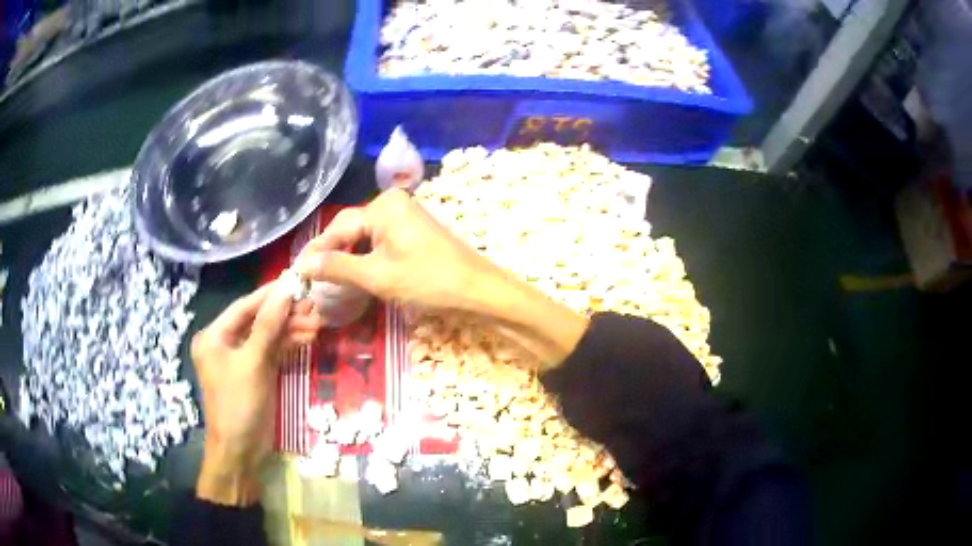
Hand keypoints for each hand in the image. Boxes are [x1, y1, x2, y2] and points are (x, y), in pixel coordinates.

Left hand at [191, 281, 311, 505]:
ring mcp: (242, 359)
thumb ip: (268, 325)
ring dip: (291, 330)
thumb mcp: (252, 363)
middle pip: (258, 321)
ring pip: (268, 336)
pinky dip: (289, 346)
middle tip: (313, 306)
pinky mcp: (256, 373)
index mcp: (214, 336)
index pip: (244, 307)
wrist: (241, 451)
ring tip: (317, 322)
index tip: (295, 280)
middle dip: (285, 314)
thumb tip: (285, 290)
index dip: (270, 294)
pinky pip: (273, 352)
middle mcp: (226, 343)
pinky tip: (308, 338)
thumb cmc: (238, 404)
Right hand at [294, 189, 588, 366]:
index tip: (297, 272)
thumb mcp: (377, 276)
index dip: (317, 251)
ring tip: (327, 279)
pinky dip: (366, 257)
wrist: (477, 291)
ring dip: (348, 257)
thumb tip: (303, 264)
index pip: (339, 227)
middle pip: (351, 229)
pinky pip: (380, 241)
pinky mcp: (413, 231)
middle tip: (309, 279)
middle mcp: (393, 203)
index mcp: (383, 206)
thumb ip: (337, 267)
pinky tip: (355, 273)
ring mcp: (406, 216)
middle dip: (332, 254)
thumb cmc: (428, 281)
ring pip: (365, 237)